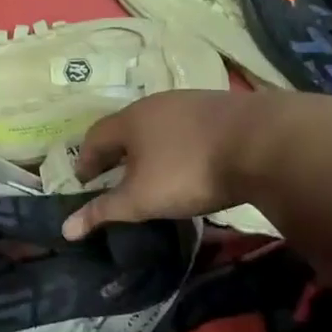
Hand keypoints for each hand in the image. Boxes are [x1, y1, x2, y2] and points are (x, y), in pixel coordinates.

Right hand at [62, 89, 277, 238]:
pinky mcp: (223, 108)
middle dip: (117, 152)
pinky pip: (189, 126)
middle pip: (126, 127)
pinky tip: (193, 160)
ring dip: (150, 146)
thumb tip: (65, 229)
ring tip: (153, 169)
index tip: (85, 180)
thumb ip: (104, 211)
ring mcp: (192, 102)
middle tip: (115, 175)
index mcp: (130, 120)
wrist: (266, 143)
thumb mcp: (142, 199)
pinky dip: (181, 143)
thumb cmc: (189, 170)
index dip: (86, 160)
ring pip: (159, 124)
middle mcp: (156, 104)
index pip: (95, 137)